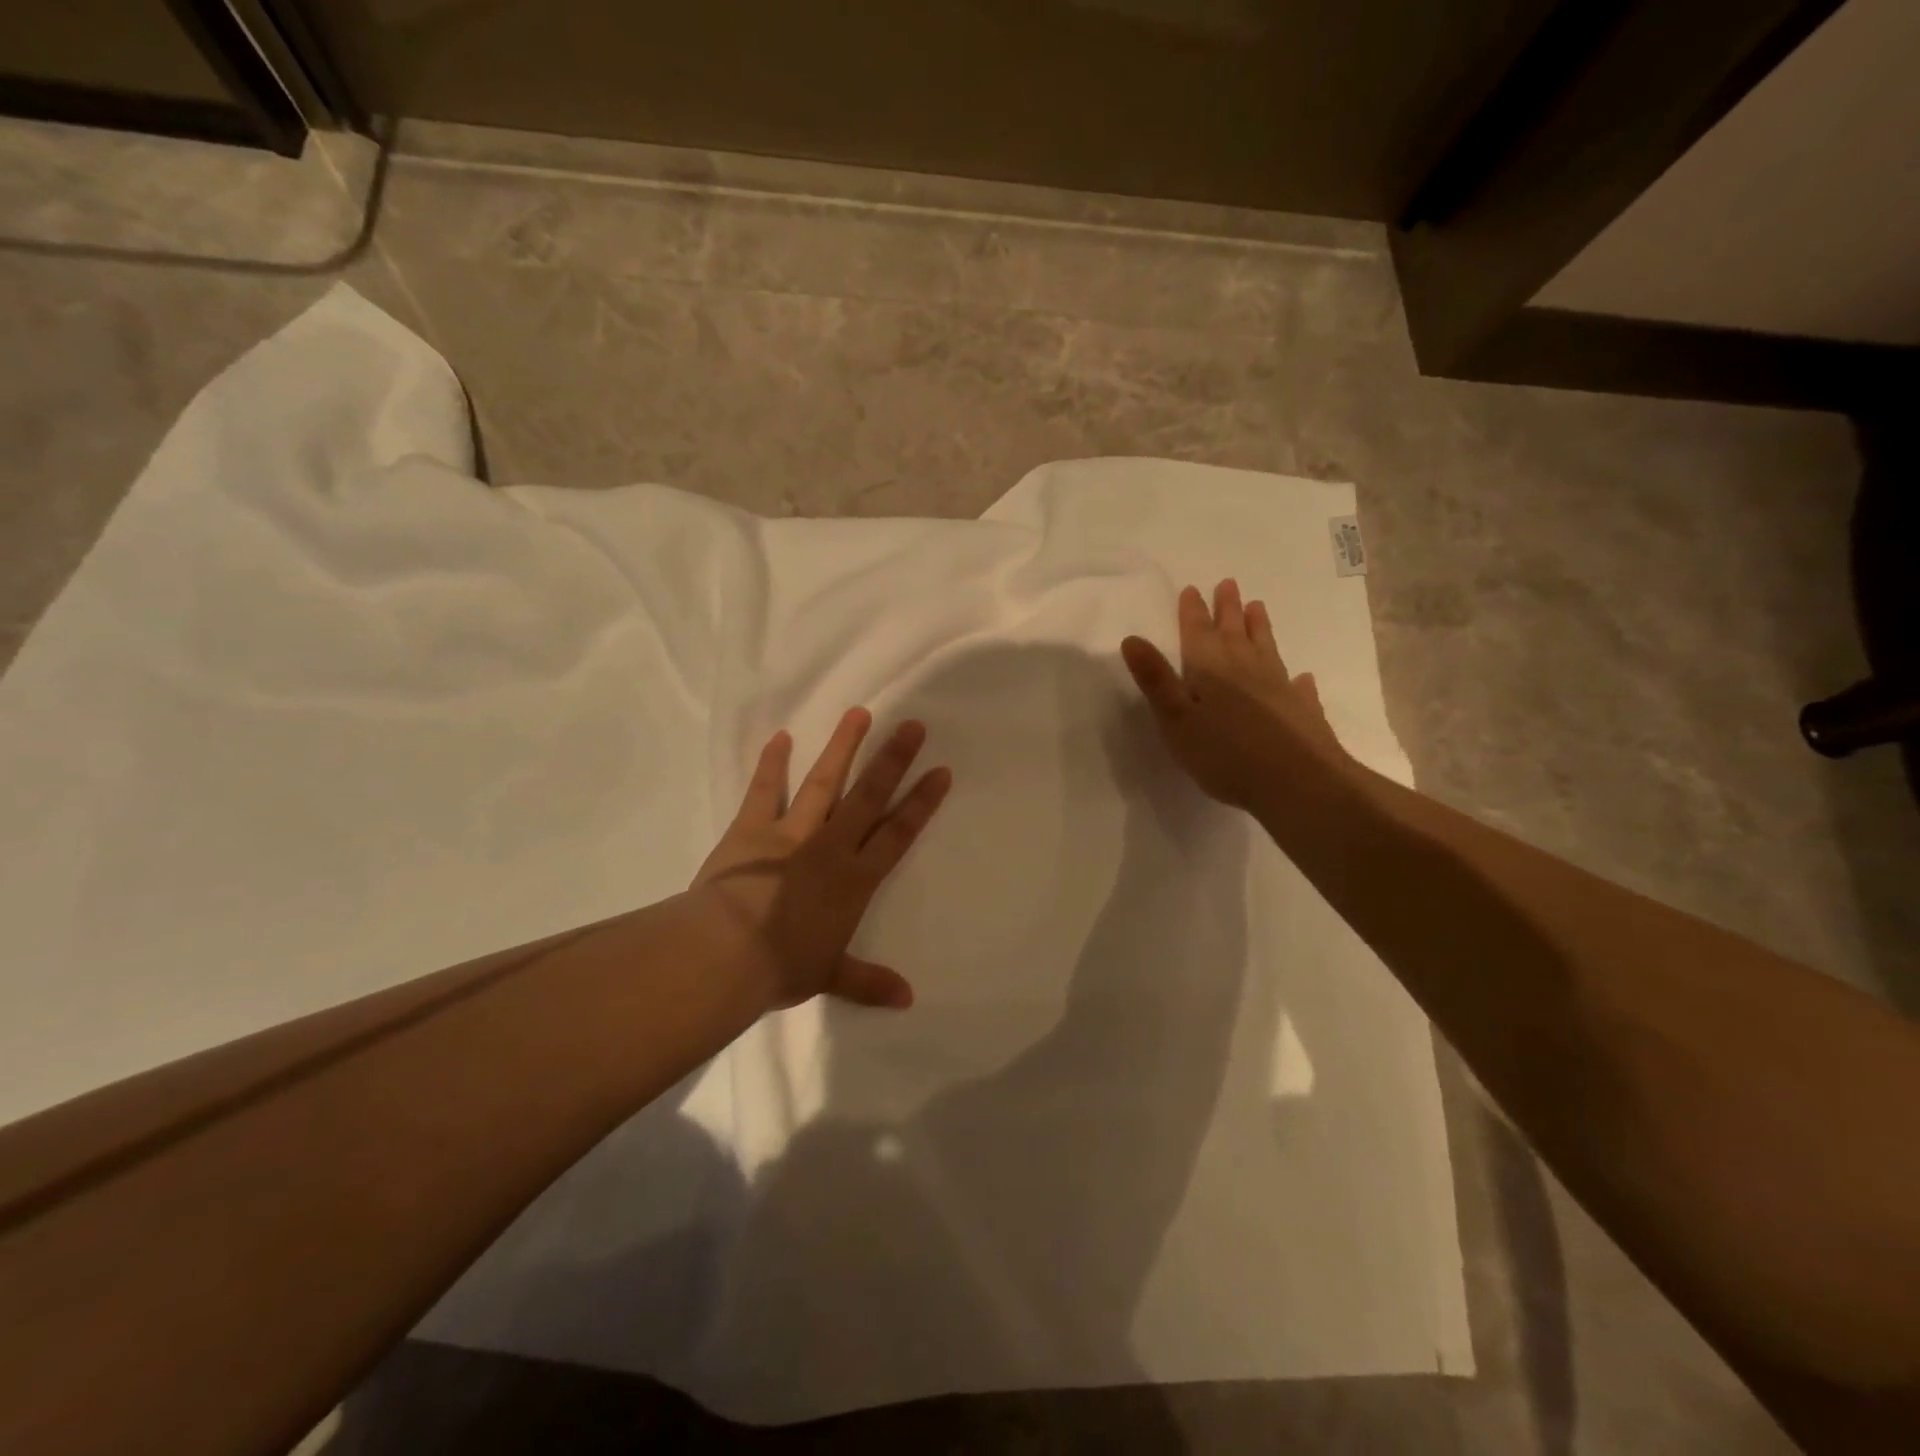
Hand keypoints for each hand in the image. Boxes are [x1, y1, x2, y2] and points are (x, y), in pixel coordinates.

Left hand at [690, 708, 951, 1010]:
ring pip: (824, 782)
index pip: (897, 834)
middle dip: (893, 760)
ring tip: (859, 713)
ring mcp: (791, 833)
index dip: (921, 802)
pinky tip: (780, 737)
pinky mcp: (751, 829)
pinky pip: (765, 791)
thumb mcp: (829, 976)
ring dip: (843, 747)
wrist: (725, 954)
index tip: (940, 771)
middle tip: (912, 725)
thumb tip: (909, 1000)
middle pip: (868, 796)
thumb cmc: (782, 967)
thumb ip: (869, 982)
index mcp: (854, 880)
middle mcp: (830, 846)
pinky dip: (772, 764)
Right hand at [1121, 579, 1346, 812]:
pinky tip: (1301, 677)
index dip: (1192, 611)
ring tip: (1258, 607)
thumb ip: (1155, 680)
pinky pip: (1296, 685)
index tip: (1192, 589)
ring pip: (1265, 647)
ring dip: (1259, 628)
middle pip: (1234, 631)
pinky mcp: (1301, 709)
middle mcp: (1246, 667)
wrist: (1296, 782)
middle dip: (1228, 608)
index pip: (1197, 632)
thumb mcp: (1175, 719)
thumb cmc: (1224, 754)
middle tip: (1228, 584)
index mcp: (1210, 668)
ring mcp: (1278, 685)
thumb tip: (1132, 638)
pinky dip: (1295, 678)